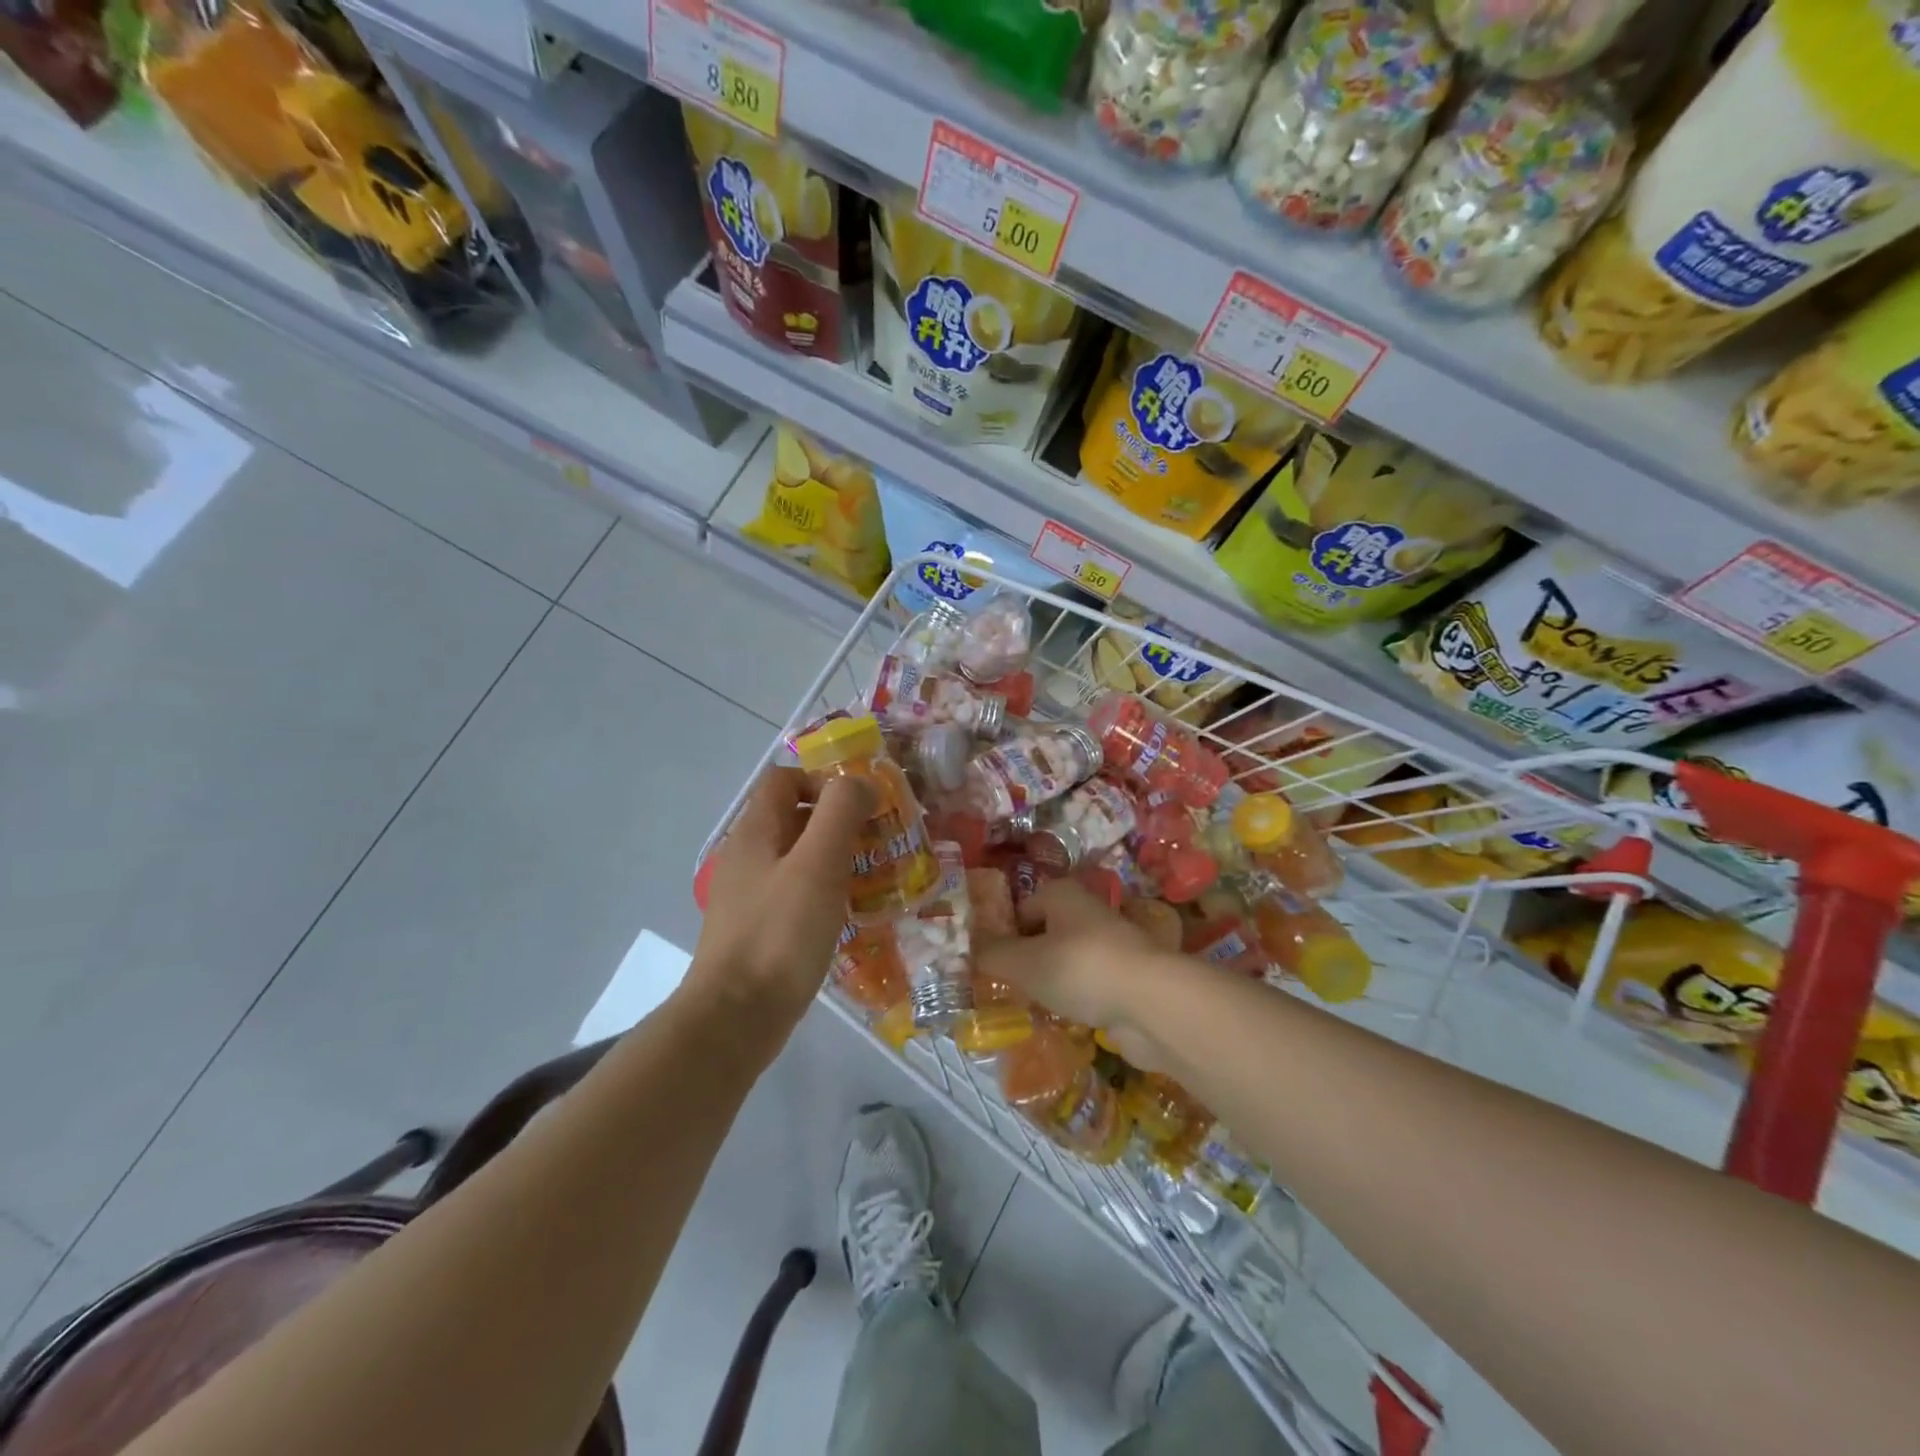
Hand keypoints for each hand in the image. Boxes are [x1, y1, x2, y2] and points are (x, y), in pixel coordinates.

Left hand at [689, 767, 874, 1031]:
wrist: (736, 1018)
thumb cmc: (780, 933)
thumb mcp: (818, 863)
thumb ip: (840, 811)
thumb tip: (862, 782)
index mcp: (754, 832)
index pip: (785, 778)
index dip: (824, 781)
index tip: (863, 806)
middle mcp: (747, 856)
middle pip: (794, 817)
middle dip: (839, 822)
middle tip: (879, 843)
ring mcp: (749, 895)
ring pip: (799, 858)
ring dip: (836, 860)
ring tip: (874, 878)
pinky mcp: (759, 930)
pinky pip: (796, 895)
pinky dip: (825, 894)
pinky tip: (850, 915)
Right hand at [975, 880, 1183, 1070]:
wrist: (1151, 1003)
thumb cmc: (1080, 968)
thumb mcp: (1024, 962)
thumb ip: (993, 955)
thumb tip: (969, 949)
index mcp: (1061, 894)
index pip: (1020, 909)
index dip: (1000, 934)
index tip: (984, 963)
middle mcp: (1086, 912)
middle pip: (1043, 933)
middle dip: (1024, 959)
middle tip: (1001, 987)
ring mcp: (1109, 946)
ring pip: (1066, 961)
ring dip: (1049, 981)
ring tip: (1028, 1005)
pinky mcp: (1125, 978)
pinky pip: (1087, 985)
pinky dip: (1074, 999)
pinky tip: (1061, 1019)